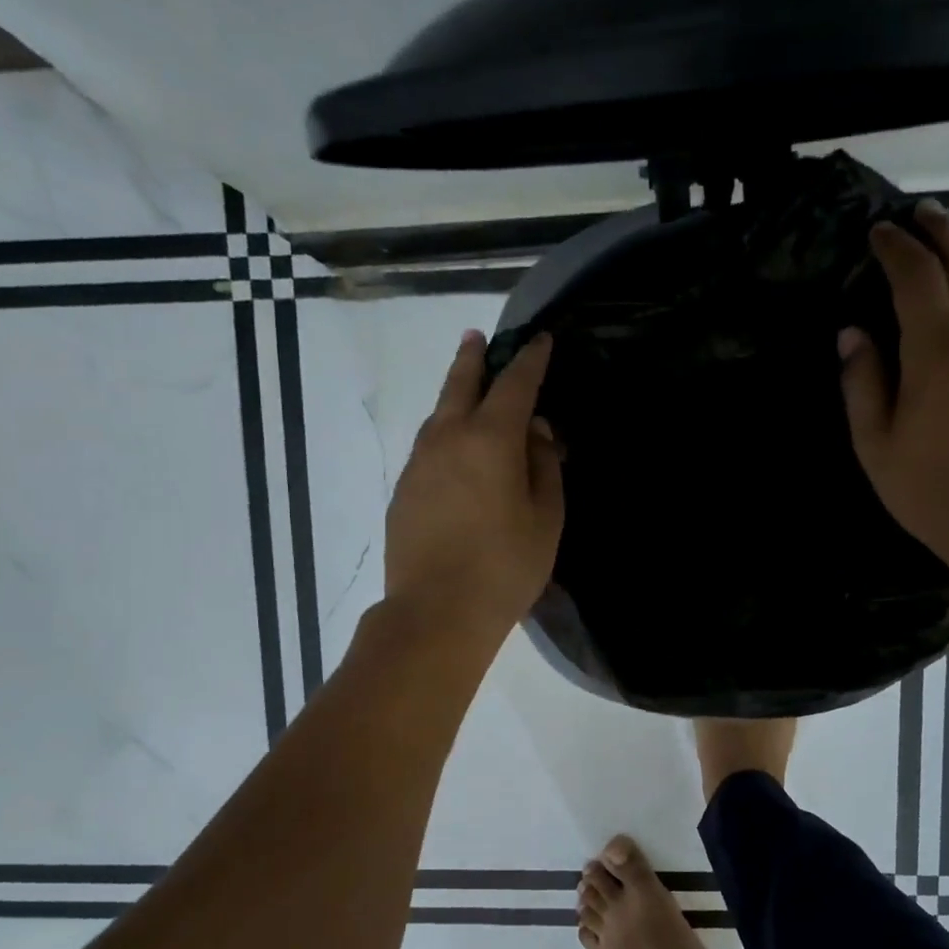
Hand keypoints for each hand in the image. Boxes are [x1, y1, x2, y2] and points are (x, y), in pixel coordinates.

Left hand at [384, 329, 564, 645]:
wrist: (436, 612)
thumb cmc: (505, 567)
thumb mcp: (545, 519)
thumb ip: (544, 467)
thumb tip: (536, 433)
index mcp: (491, 439)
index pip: (515, 384)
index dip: (530, 359)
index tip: (539, 340)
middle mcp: (449, 438)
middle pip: (461, 384)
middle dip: (473, 357)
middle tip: (478, 337)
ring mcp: (419, 463)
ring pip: (438, 414)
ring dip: (454, 393)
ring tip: (466, 387)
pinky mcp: (403, 489)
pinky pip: (428, 445)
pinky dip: (444, 432)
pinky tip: (453, 448)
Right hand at [838, 202, 948, 578]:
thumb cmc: (931, 489)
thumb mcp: (876, 444)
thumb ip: (862, 382)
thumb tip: (852, 333)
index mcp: (938, 350)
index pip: (916, 277)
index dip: (896, 248)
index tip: (879, 232)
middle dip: (940, 232)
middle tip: (920, 213)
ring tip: (948, 240)